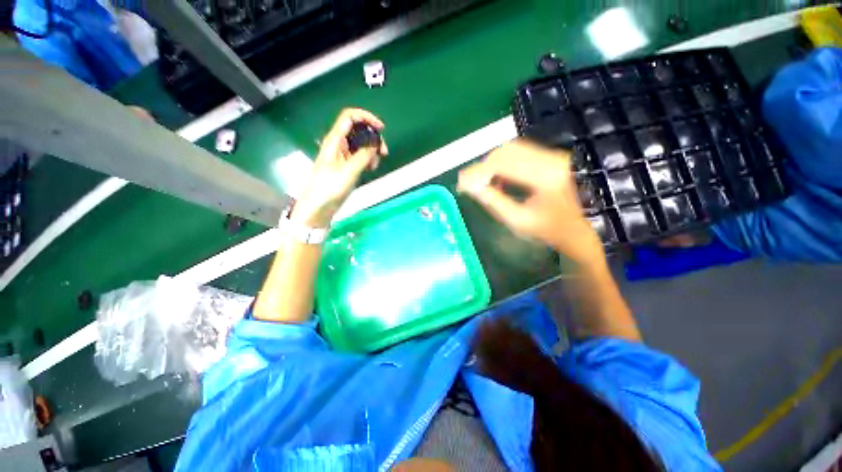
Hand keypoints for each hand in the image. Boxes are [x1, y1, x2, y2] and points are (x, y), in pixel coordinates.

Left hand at [293, 108, 387, 226]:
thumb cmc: (329, 188)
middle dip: (373, 138)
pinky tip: (371, 168)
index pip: (350, 117)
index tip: (381, 128)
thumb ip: (363, 155)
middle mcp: (339, 144)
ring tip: (374, 165)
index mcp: (335, 140)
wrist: (319, 206)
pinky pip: (360, 156)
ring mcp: (343, 155)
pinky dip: (368, 159)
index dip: (366, 117)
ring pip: (361, 144)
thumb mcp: (349, 171)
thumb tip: (375, 143)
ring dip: (372, 151)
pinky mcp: (346, 165)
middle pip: (358, 130)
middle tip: (384, 152)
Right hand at [458, 140, 603, 265]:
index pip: (503, 163)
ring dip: (492, 164)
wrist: (574, 230)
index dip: (478, 171)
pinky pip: (519, 153)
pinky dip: (503, 164)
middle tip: (471, 184)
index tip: (461, 182)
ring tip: (484, 183)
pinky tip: (498, 180)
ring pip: (511, 149)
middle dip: (483, 167)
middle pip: (506, 151)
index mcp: (546, 177)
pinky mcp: (551, 157)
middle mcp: (552, 159)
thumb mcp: (516, 220)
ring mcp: (553, 155)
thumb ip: (492, 201)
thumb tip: (468, 186)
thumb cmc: (547, 231)